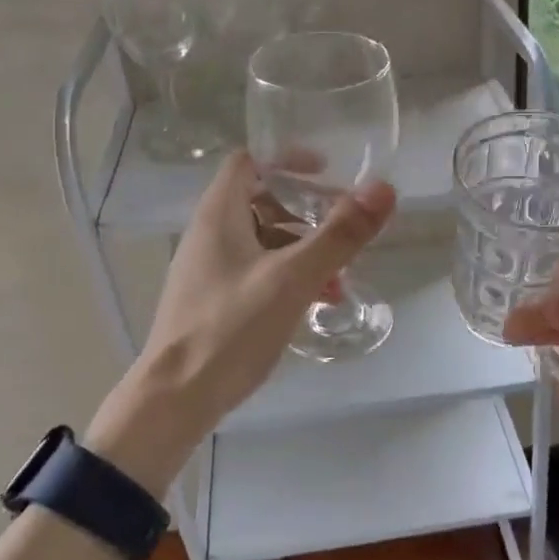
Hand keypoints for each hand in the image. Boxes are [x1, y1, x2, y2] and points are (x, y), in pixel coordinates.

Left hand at [86, 153, 395, 493]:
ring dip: (303, 251)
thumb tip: (383, 190)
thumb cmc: (231, 328)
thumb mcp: (293, 278)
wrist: (175, 399)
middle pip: (261, 202)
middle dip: (307, 213)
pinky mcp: (213, 302)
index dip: (287, 160)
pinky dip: (288, 278)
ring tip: (340, 278)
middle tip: (344, 229)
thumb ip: (339, 234)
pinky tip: (315, 305)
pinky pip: (257, 273)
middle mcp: (209, 235)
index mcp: (219, 215)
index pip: (249, 162)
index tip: (327, 173)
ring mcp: (209, 271)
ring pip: (263, 242)